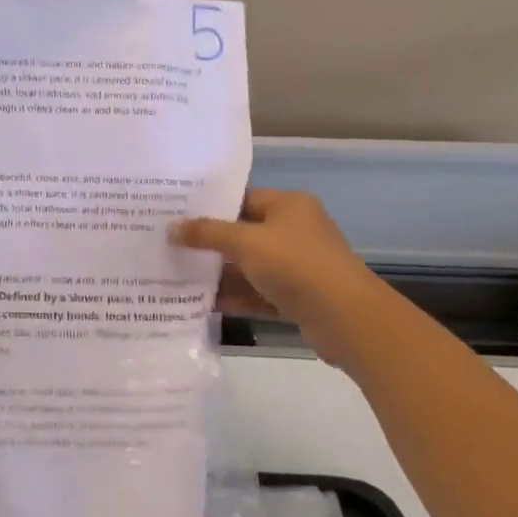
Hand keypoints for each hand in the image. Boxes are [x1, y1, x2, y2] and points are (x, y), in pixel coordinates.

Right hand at [170, 190, 379, 357]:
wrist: (346, 318)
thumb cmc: (295, 265)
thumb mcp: (246, 243)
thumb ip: (207, 233)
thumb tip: (172, 228)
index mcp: (289, 206)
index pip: (243, 198)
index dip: (211, 206)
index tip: (177, 215)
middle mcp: (295, 231)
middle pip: (245, 233)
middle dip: (211, 243)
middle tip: (171, 246)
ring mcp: (298, 266)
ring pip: (251, 266)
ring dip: (221, 273)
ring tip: (179, 276)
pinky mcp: (298, 298)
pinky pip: (259, 293)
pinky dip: (236, 297)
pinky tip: (204, 303)